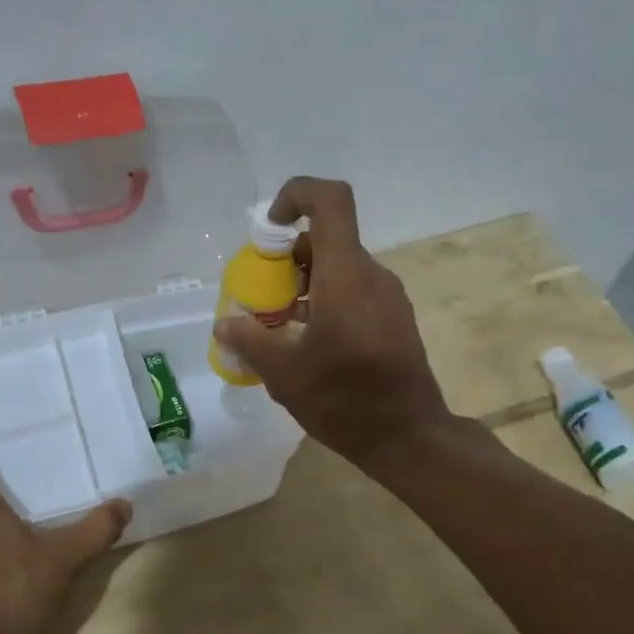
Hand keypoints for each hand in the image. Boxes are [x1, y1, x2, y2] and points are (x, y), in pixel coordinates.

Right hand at [212, 177, 452, 467]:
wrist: (409, 438)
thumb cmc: (345, 401)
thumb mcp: (284, 374)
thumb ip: (250, 341)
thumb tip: (225, 324)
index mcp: (346, 276)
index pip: (330, 201)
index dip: (296, 195)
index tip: (270, 229)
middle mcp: (372, 276)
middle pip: (329, 239)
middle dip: (289, 258)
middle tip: (265, 296)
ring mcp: (389, 298)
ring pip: (342, 268)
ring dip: (307, 284)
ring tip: (282, 326)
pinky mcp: (396, 320)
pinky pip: (357, 292)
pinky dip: (328, 301)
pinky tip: (311, 343)